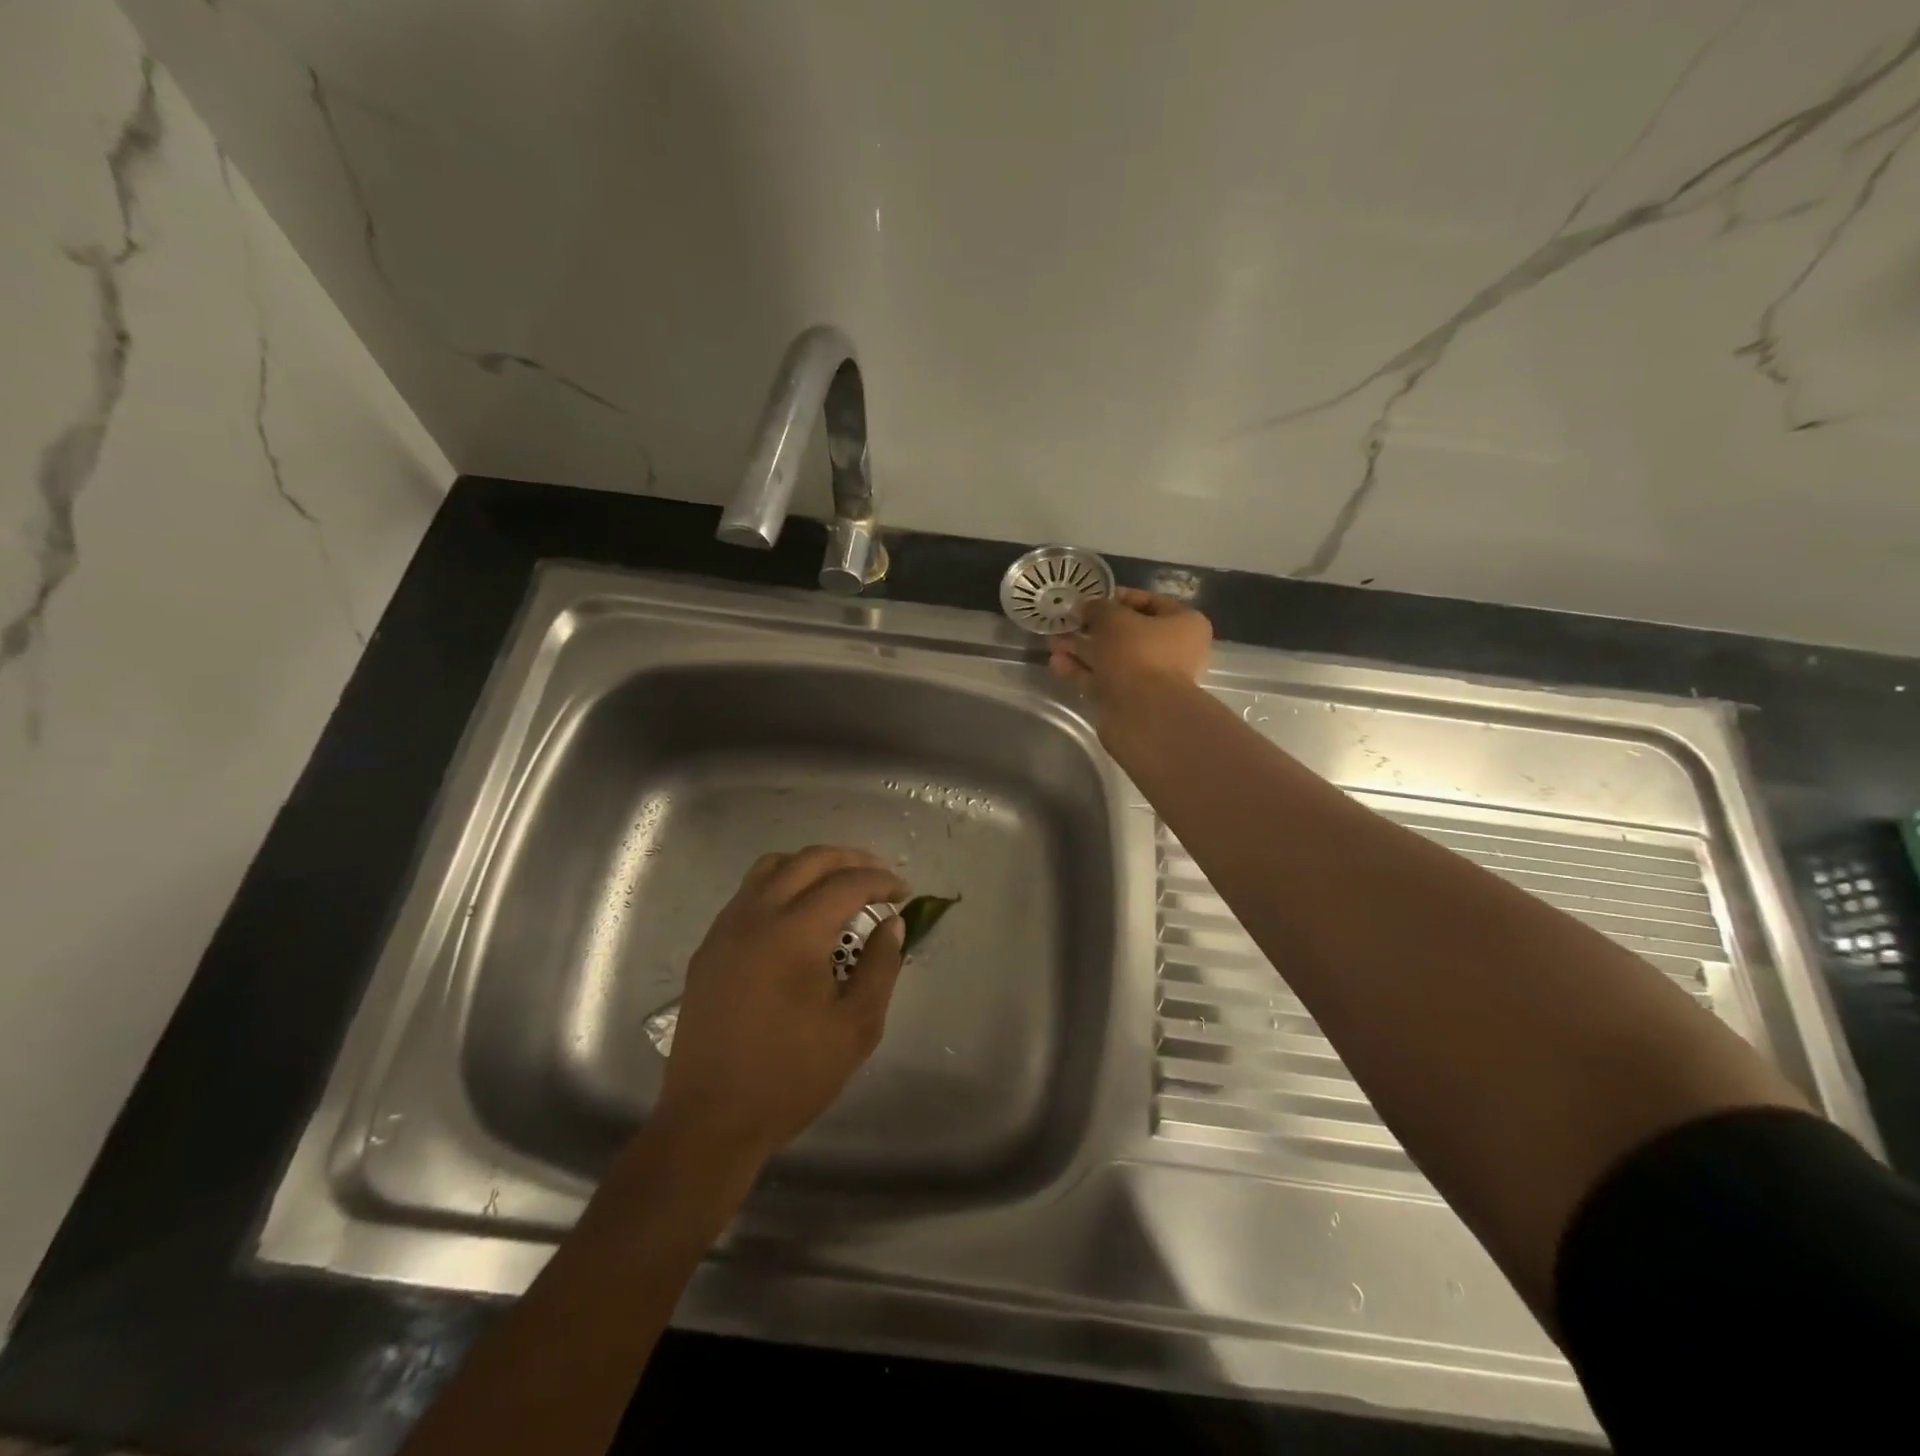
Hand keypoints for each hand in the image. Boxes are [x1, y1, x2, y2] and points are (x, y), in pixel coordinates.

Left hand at [654, 846, 910, 1163]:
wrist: (711, 1119)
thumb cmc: (791, 1075)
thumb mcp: (856, 1027)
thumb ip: (880, 966)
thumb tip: (891, 924)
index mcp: (794, 932)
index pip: (846, 883)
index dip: (881, 881)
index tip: (904, 892)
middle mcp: (756, 915)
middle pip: (808, 860)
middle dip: (850, 860)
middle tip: (879, 876)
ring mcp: (726, 928)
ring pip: (772, 867)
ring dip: (811, 865)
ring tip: (838, 885)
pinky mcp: (709, 947)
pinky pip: (748, 893)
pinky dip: (781, 885)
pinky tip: (797, 915)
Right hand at [1048, 588, 1211, 719]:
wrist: (1143, 713)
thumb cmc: (1138, 653)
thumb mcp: (1114, 618)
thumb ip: (1098, 608)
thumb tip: (1086, 607)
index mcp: (1184, 624)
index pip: (1151, 602)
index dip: (1118, 597)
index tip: (1091, 598)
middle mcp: (1172, 651)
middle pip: (1128, 633)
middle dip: (1094, 628)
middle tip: (1068, 622)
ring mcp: (1151, 679)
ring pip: (1112, 658)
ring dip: (1083, 650)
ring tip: (1052, 643)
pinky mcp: (1130, 701)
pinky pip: (1104, 680)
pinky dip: (1082, 671)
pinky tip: (1057, 664)